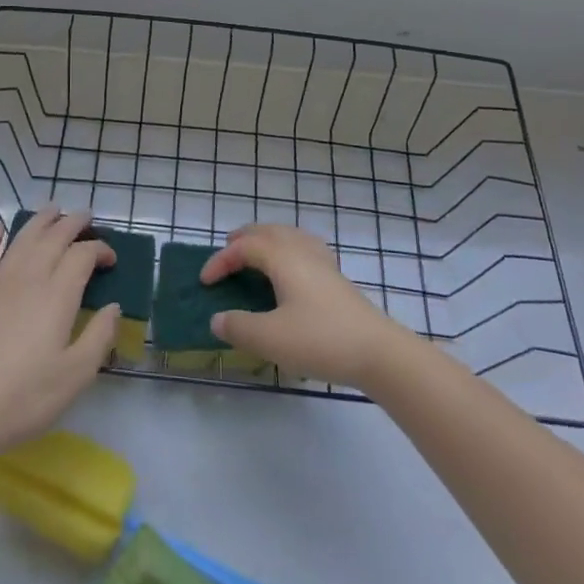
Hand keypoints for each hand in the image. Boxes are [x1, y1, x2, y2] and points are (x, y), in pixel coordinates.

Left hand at [0, 205, 119, 461]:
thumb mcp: (76, 375)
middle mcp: (28, 278)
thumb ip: (100, 336)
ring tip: (54, 210)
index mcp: (57, 295)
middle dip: (73, 223)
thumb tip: (114, 306)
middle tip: (87, 218)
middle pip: (53, 237)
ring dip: (40, 220)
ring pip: (22, 239)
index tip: (111, 260)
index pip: (83, 255)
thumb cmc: (25, 398)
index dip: (100, 250)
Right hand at [203, 223, 408, 388]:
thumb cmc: (320, 340)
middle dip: (244, 239)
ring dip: (267, 241)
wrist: (379, 352)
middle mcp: (302, 251)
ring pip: (290, 236)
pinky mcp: (338, 279)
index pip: (244, 247)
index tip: (205, 283)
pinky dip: (288, 250)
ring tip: (256, 255)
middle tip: (227, 252)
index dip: (220, 260)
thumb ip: (238, 327)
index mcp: (283, 258)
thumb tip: (217, 319)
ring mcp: (324, 263)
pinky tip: (291, 270)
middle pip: (268, 231)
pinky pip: (305, 249)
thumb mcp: (270, 338)